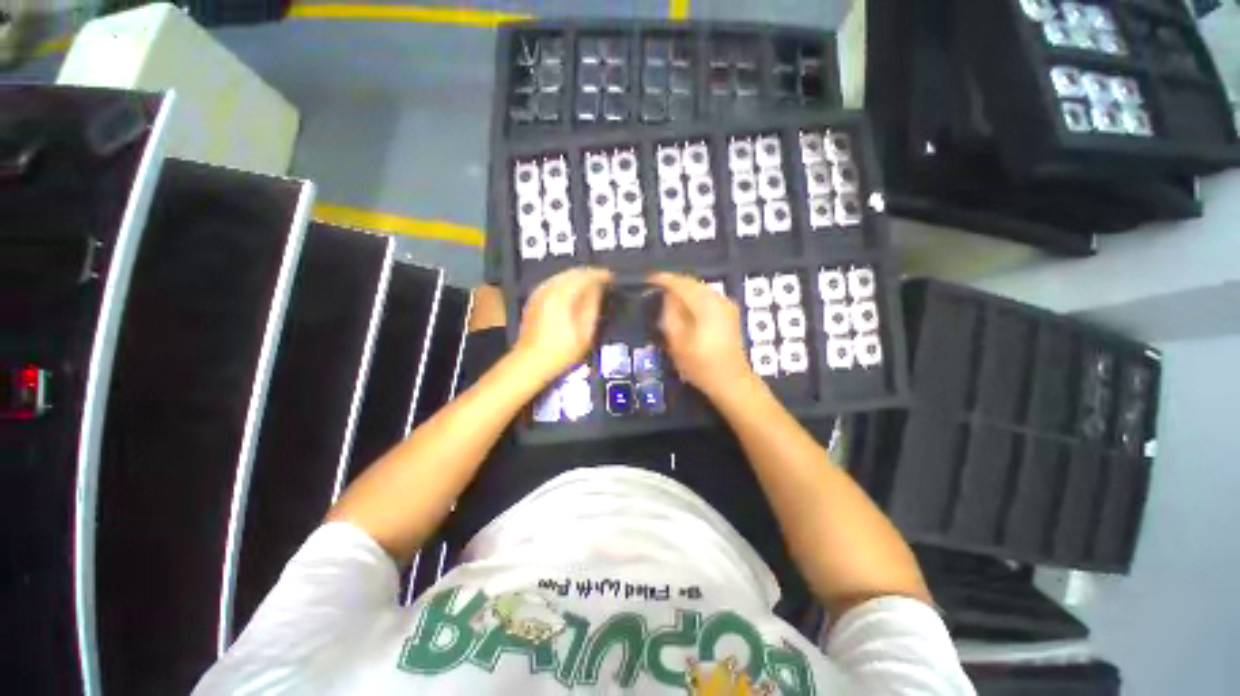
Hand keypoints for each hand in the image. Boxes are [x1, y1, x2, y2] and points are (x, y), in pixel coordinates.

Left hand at [514, 267, 612, 383]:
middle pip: (572, 272)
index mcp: (562, 296)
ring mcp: (539, 293)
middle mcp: (548, 289)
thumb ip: (592, 306)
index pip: (584, 276)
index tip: (612, 277)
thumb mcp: (584, 332)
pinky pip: (553, 281)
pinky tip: (573, 289)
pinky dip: (566, 281)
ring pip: (562, 275)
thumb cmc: (561, 351)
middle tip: (604, 279)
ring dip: (578, 276)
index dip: (600, 275)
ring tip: (592, 283)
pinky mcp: (534, 299)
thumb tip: (598, 288)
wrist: (531, 361)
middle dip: (589, 273)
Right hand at [648, 271, 754, 400]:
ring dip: (684, 290)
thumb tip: (667, 297)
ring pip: (700, 289)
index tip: (648, 280)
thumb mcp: (677, 342)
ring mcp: (726, 306)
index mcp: (705, 304)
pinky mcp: (729, 314)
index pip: (681, 283)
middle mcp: (718, 299)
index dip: (663, 280)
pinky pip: (707, 297)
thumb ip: (670, 314)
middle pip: (692, 283)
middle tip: (656, 288)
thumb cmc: (701, 364)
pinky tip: (685, 306)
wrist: (731, 381)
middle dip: (674, 283)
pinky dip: (693, 297)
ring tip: (667, 296)